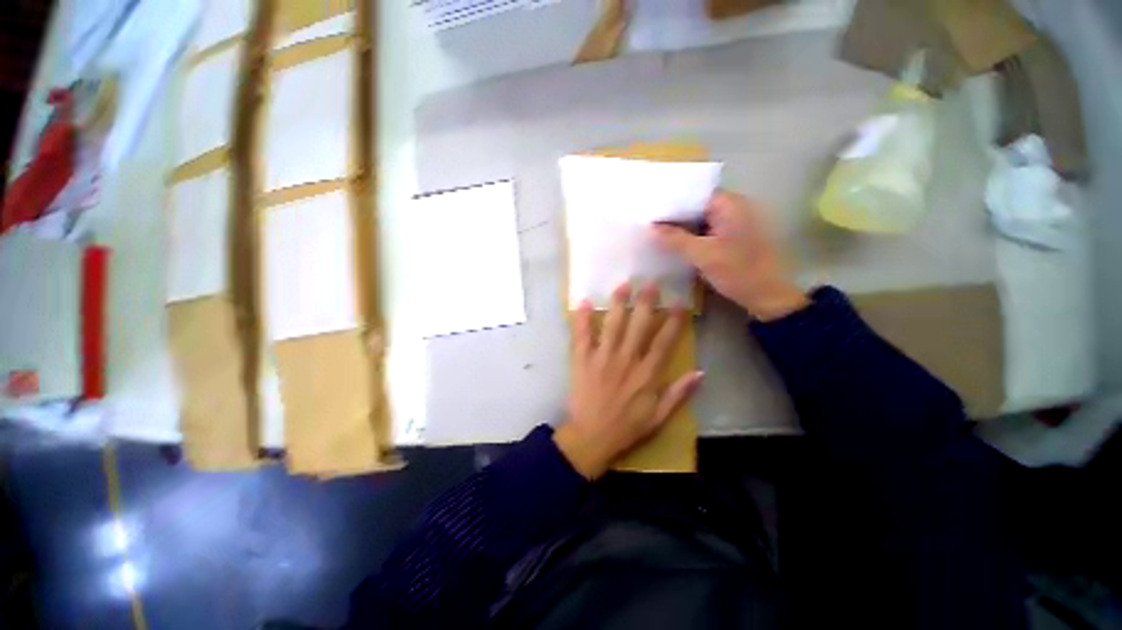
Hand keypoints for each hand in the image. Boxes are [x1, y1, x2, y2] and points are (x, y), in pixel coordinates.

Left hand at [555, 283, 702, 479]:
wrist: (591, 437)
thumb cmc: (626, 427)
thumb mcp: (659, 417)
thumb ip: (679, 394)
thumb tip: (700, 372)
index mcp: (646, 375)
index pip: (664, 342)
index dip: (673, 321)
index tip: (680, 303)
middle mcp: (626, 360)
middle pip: (638, 326)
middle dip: (646, 303)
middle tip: (651, 283)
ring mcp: (602, 358)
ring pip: (612, 325)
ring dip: (618, 304)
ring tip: (623, 285)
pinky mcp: (582, 360)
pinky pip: (581, 336)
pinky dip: (582, 319)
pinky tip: (584, 302)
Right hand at [653, 191, 807, 320]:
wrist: (768, 296)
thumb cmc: (738, 271)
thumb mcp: (703, 255)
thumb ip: (675, 239)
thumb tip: (651, 228)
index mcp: (730, 204)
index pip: (694, 194)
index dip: (671, 202)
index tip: (650, 211)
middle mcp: (733, 208)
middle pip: (696, 207)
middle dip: (674, 216)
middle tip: (648, 223)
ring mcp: (733, 224)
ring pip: (700, 221)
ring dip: (681, 228)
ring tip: (655, 233)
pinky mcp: (731, 238)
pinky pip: (706, 232)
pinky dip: (691, 237)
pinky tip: (673, 245)